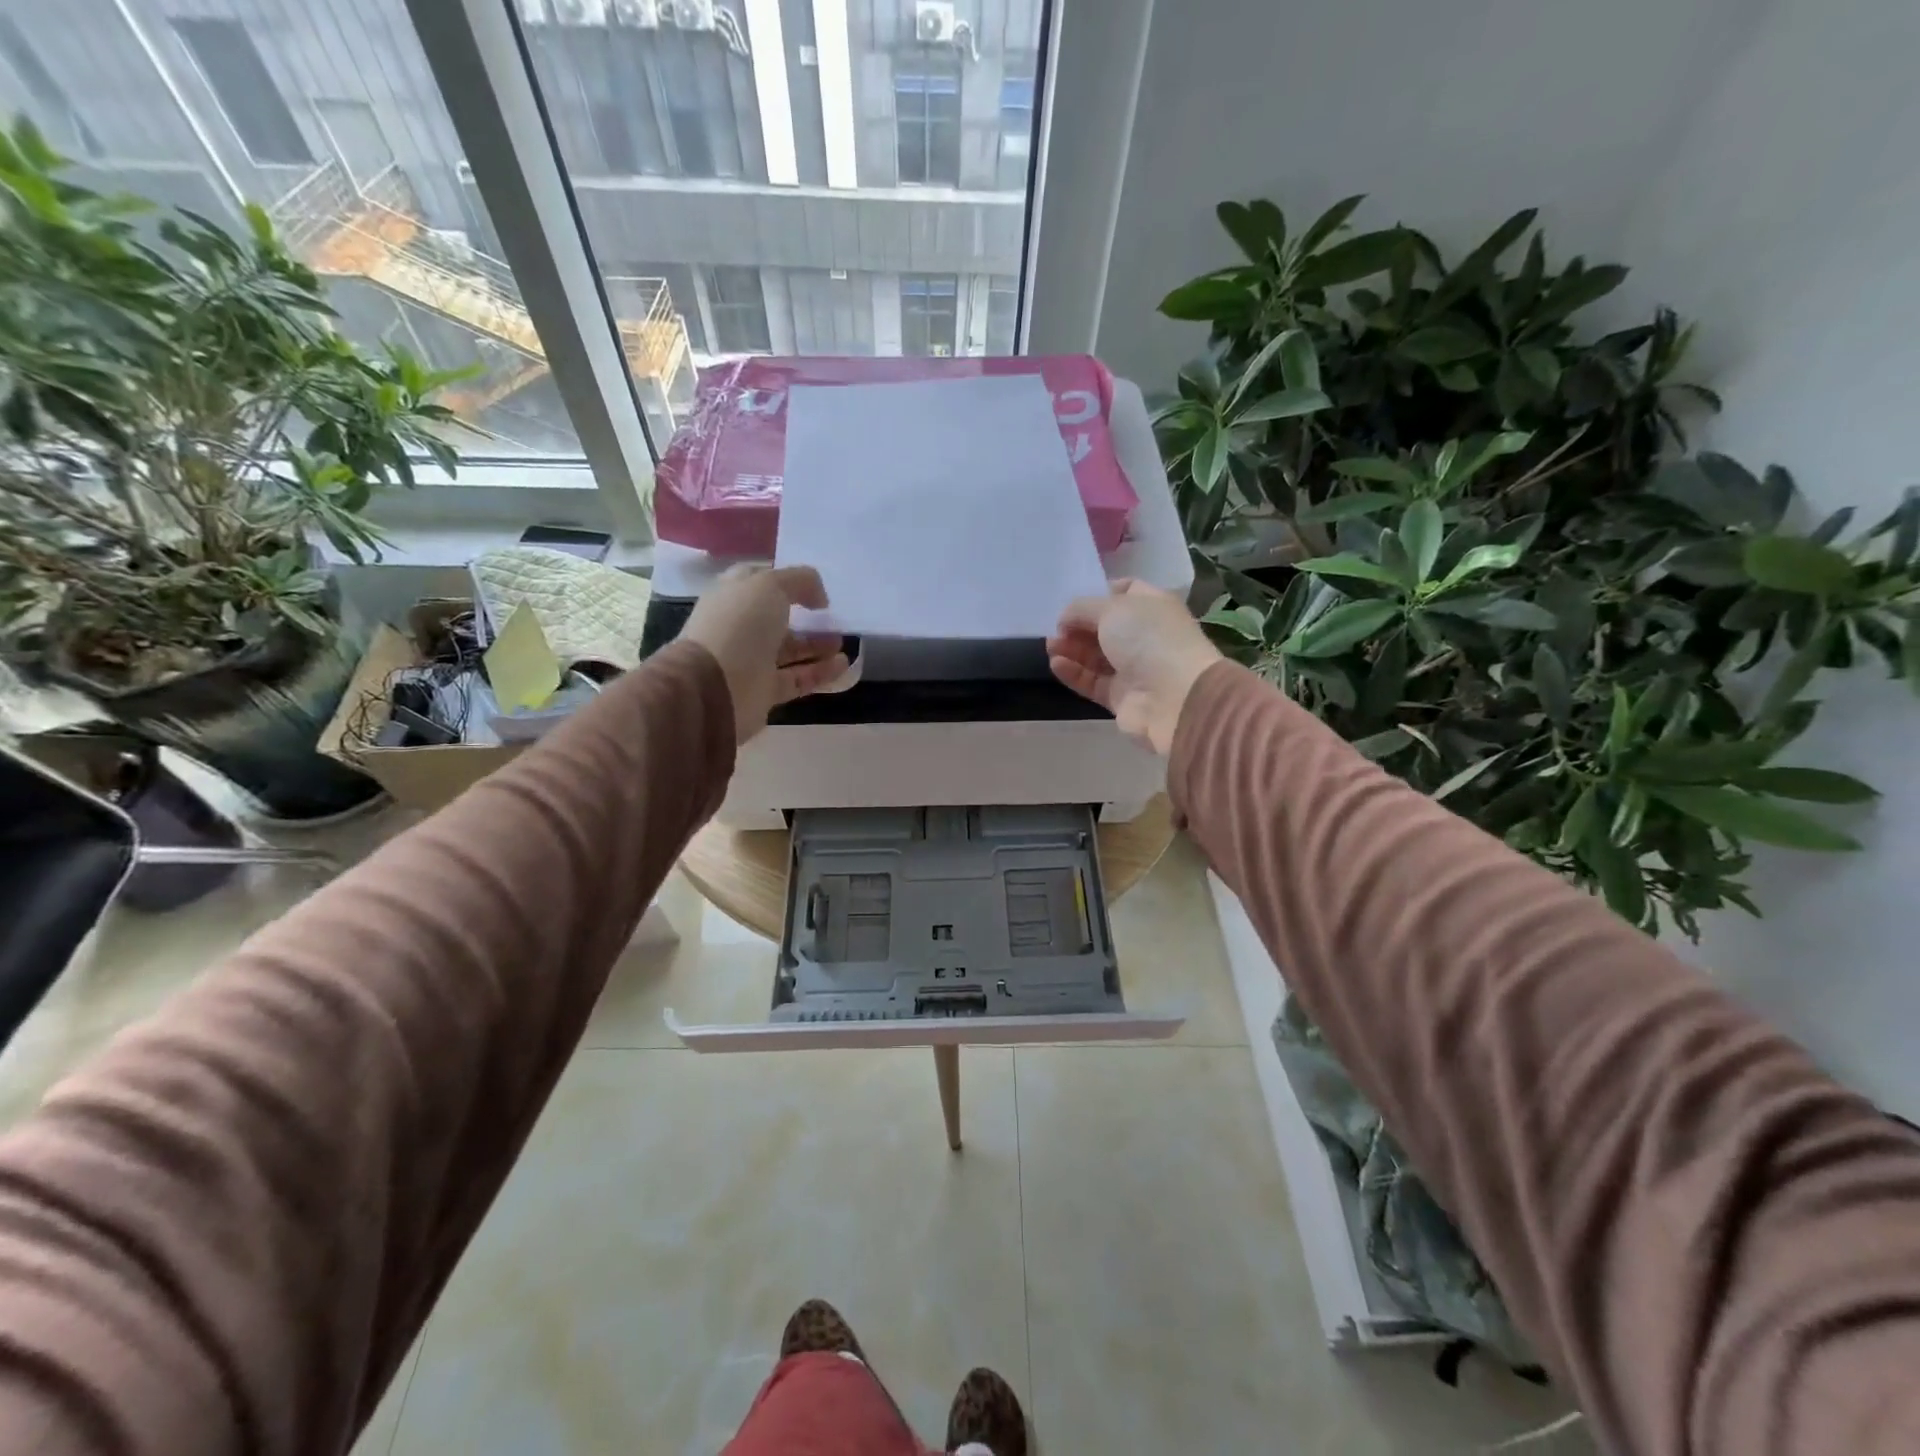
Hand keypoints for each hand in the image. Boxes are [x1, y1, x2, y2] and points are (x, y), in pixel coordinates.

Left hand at [681, 565, 850, 743]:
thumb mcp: (769, 586)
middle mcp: (740, 627)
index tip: (815, 586)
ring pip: (790, 650)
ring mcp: (752, 661)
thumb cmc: (739, 626)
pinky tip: (843, 665)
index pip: (760, 581)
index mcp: (733, 595)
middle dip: (807, 617)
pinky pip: (798, 679)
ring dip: (817, 645)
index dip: (787, 580)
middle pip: (778, 619)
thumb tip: (818, 597)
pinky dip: (820, 672)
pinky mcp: (765, 691)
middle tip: (833, 618)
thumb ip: (799, 581)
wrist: (714, 686)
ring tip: (843, 642)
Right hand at [1047, 579, 1220, 756]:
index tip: (1074, 600)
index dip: (1099, 593)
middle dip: (1078, 625)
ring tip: (1050, 646)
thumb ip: (1082, 609)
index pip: (1125, 592)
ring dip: (1072, 649)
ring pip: (1096, 656)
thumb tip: (1065, 619)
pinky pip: (1093, 681)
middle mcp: (1145, 635)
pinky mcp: (1121, 697)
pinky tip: (1056, 664)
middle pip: (1105, 627)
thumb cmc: (1148, 639)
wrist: (1176, 697)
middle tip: (1055, 628)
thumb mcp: (1112, 609)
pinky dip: (1074, 672)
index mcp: (1152, 606)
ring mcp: (1134, 668)